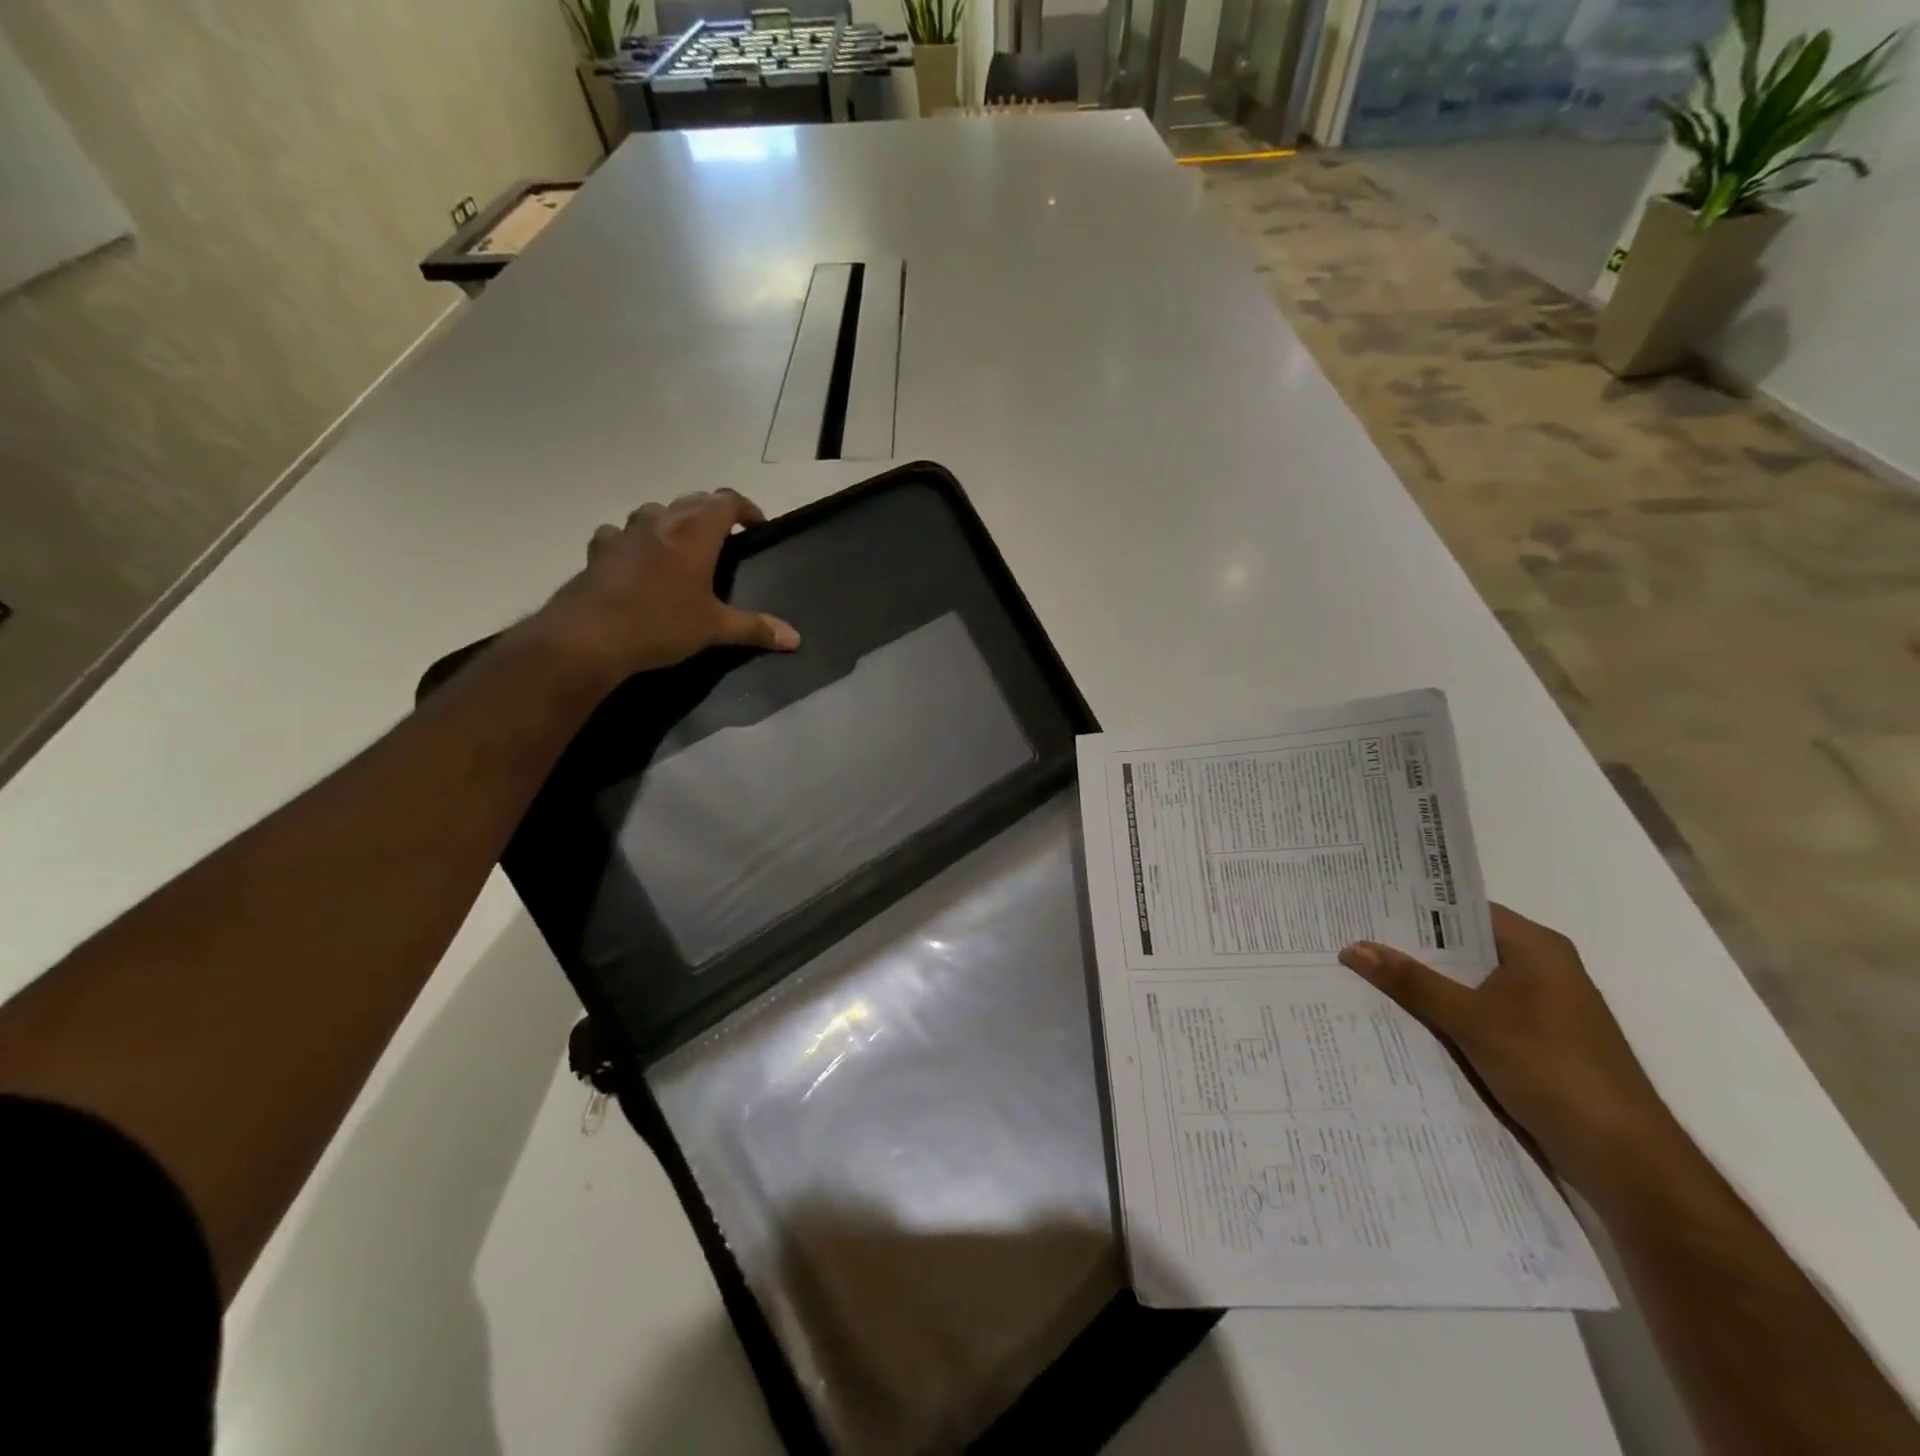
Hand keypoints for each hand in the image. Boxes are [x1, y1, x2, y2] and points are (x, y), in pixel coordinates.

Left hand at [530, 490, 799, 683]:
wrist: (590, 637)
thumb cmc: (661, 625)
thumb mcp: (715, 629)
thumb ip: (756, 628)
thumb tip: (795, 640)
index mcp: (695, 533)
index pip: (726, 501)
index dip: (746, 509)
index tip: (756, 526)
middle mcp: (661, 522)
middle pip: (692, 501)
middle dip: (712, 513)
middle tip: (726, 537)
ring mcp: (625, 532)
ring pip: (655, 511)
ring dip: (672, 521)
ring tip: (682, 546)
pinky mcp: (599, 550)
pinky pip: (619, 533)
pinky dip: (633, 540)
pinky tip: (634, 560)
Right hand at [1339, 905, 1677, 1202]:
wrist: (1625, 1159)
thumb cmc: (1553, 1070)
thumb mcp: (1472, 1021)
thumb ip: (1412, 982)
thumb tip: (1353, 947)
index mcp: (1536, 948)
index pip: (1464, 911)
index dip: (1414, 906)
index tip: (1364, 903)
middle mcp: (1540, 969)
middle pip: (1462, 947)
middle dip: (1410, 947)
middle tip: (1351, 937)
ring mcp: (1540, 1009)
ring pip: (1466, 983)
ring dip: (1424, 984)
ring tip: (1363, 974)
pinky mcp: (1534, 1044)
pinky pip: (1476, 1014)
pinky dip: (1443, 1014)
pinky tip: (1401, 1019)